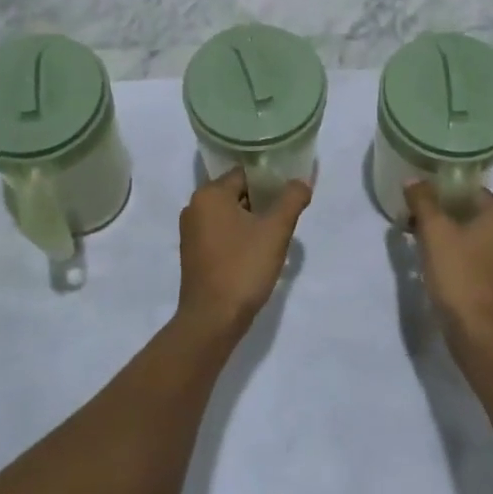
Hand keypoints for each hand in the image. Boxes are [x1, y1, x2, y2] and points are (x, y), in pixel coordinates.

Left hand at [177, 169, 311, 340]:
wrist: (212, 319)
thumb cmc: (243, 267)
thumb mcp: (276, 230)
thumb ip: (292, 199)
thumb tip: (302, 181)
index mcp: (210, 194)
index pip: (245, 174)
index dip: (270, 181)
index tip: (290, 195)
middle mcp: (194, 207)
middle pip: (236, 192)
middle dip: (262, 202)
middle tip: (286, 217)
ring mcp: (190, 231)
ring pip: (229, 214)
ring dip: (251, 220)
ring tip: (275, 235)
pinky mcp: (192, 253)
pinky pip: (220, 232)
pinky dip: (238, 236)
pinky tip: (256, 252)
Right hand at [404, 181, 492, 350]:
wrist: (479, 332)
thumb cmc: (459, 274)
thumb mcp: (434, 231)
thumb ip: (423, 199)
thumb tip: (413, 179)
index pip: (467, 191)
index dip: (438, 194)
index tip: (414, 204)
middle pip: (469, 211)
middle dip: (439, 215)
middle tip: (411, 221)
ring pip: (471, 234)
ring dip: (445, 235)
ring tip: (418, 241)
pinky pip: (475, 254)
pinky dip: (456, 253)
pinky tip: (434, 262)